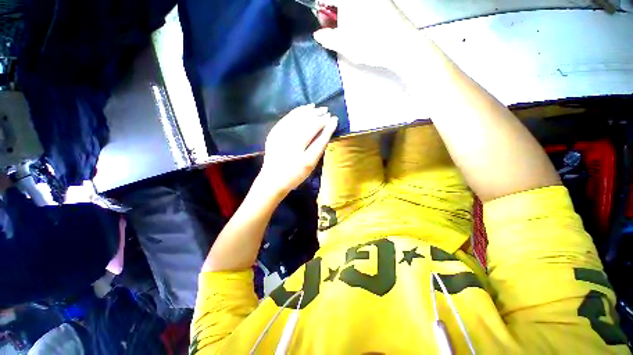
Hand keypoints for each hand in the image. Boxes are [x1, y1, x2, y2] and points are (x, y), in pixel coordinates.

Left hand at [258, 104, 337, 196]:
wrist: (272, 180)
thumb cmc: (295, 174)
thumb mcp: (311, 162)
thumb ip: (321, 143)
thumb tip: (331, 125)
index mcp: (298, 143)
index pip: (314, 127)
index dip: (324, 122)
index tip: (333, 118)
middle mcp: (288, 135)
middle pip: (305, 120)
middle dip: (316, 114)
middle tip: (326, 110)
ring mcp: (279, 133)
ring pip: (295, 117)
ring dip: (306, 111)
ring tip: (315, 107)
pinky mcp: (273, 133)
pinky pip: (286, 118)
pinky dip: (295, 112)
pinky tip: (302, 109)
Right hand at [313, 0, 420, 69]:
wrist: (401, 45)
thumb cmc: (370, 44)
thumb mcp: (344, 44)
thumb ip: (327, 38)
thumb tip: (318, 34)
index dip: (321, 10)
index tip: (323, 24)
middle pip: (339, 1)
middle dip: (332, 11)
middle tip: (333, 28)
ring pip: (351, 4)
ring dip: (344, 13)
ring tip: (347, 30)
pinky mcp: (383, 2)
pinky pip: (362, 6)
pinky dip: (356, 13)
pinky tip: (360, 26)